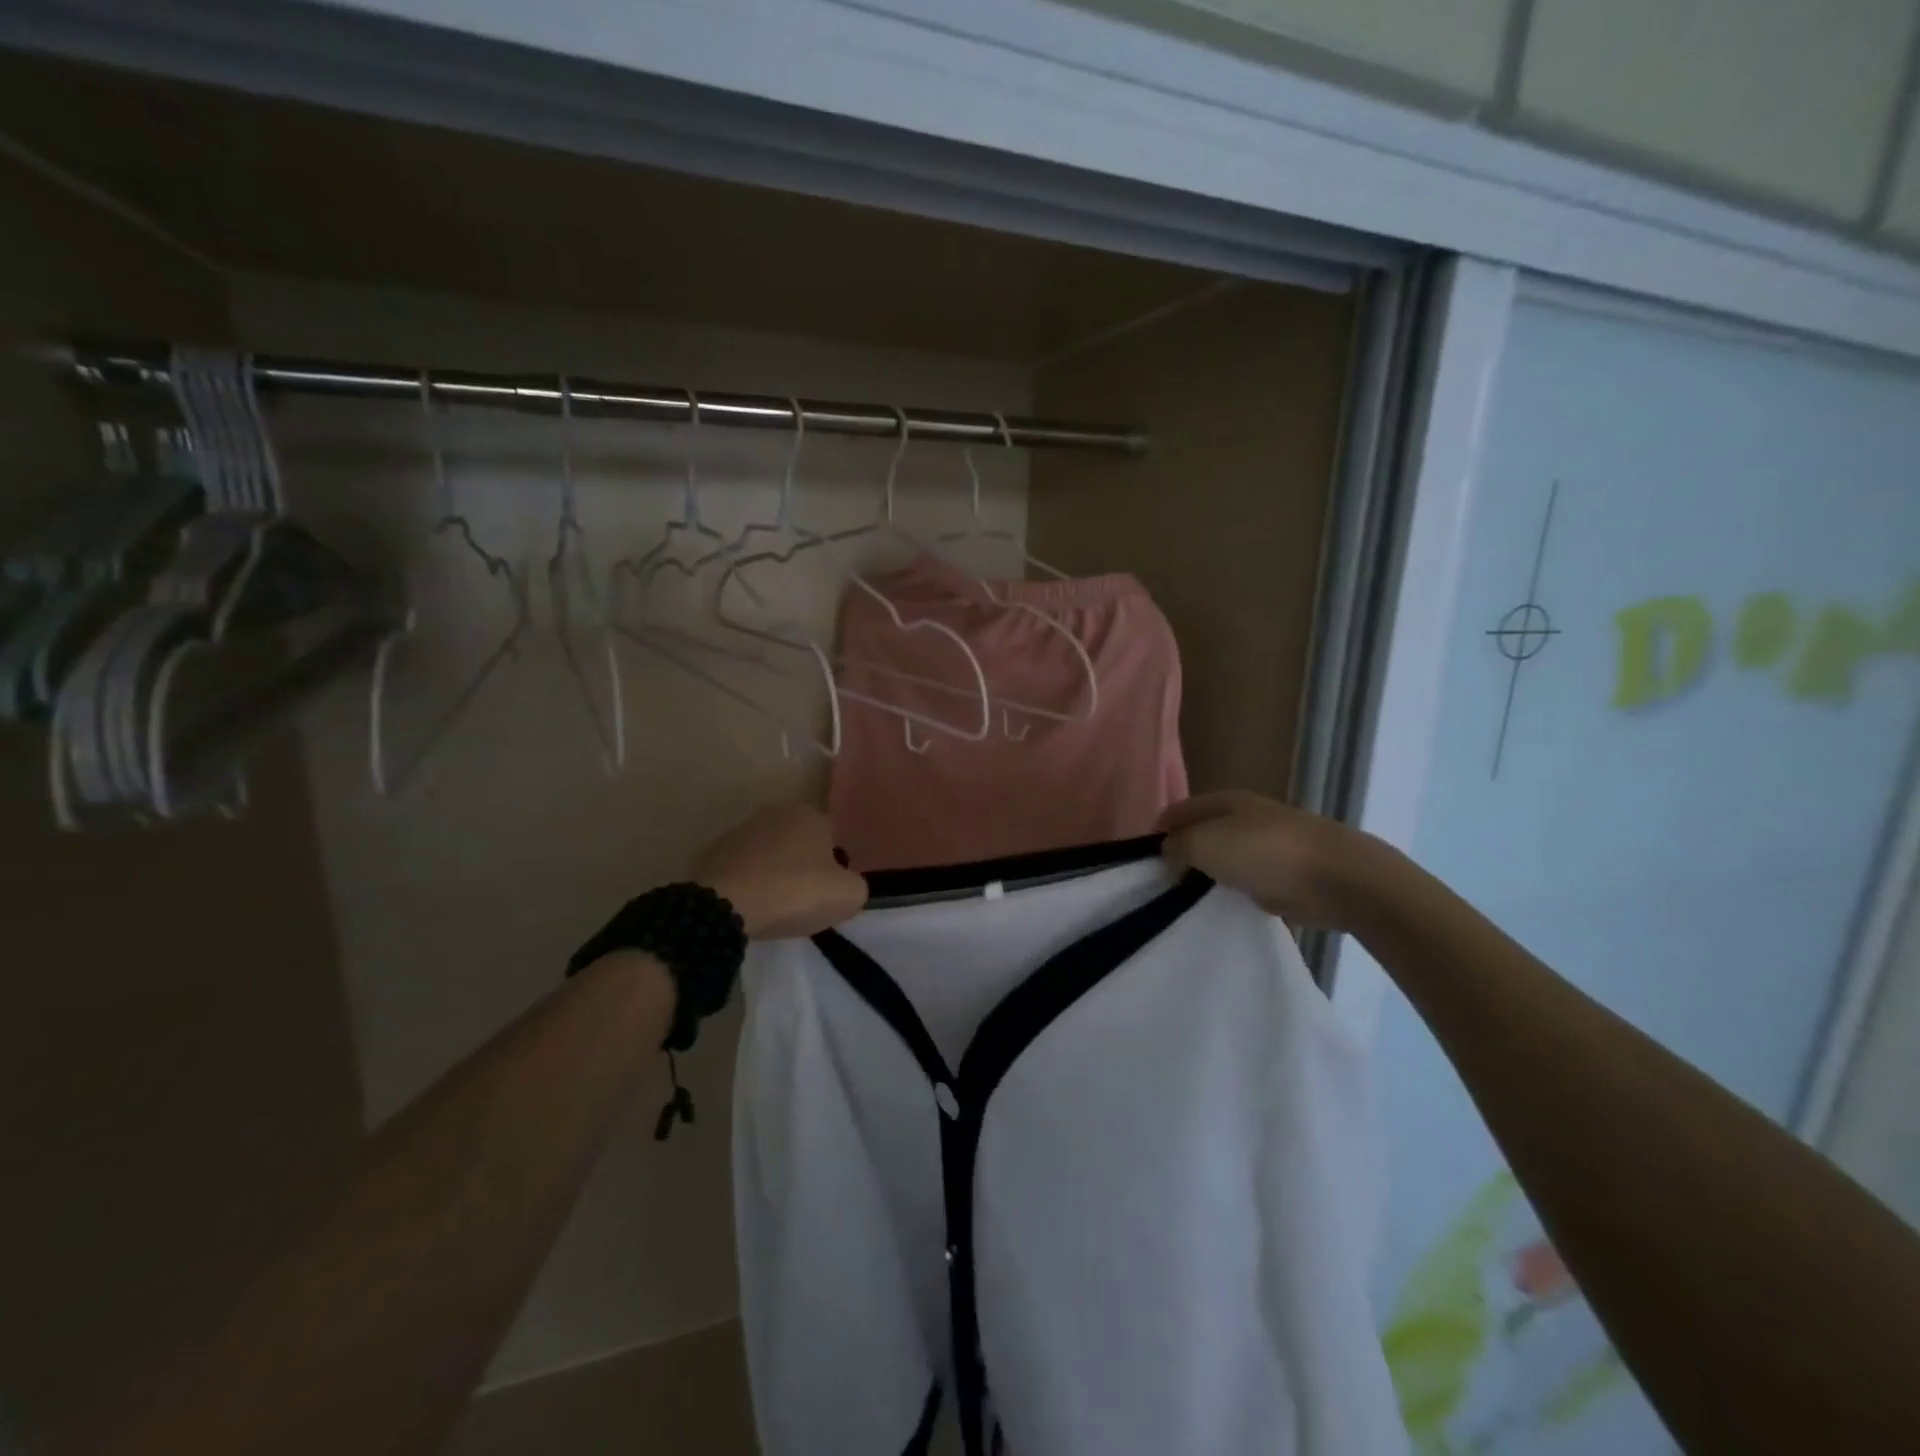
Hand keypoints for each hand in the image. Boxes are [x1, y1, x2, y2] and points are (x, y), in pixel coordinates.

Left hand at [690, 805, 867, 939]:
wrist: (725, 906)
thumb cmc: (795, 892)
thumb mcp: (848, 896)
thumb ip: (856, 885)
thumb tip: (845, 884)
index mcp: (810, 815)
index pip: (832, 837)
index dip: (834, 866)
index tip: (826, 892)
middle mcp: (775, 813)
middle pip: (798, 842)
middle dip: (801, 865)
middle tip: (802, 899)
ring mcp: (740, 830)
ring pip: (767, 854)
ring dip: (771, 873)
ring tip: (772, 906)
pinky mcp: (712, 852)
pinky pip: (740, 869)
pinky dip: (745, 883)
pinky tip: (746, 906)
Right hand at [1156, 791, 1404, 930]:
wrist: (1337, 879)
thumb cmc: (1264, 852)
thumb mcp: (1204, 843)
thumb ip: (1177, 848)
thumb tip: (1169, 854)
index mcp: (1225, 801)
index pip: (1179, 811)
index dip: (1158, 832)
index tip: (1144, 861)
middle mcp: (1245, 818)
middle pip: (1201, 833)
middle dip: (1182, 853)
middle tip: (1163, 882)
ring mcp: (1267, 846)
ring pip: (1224, 858)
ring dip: (1208, 874)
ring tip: (1188, 897)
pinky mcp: (1285, 875)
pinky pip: (1246, 880)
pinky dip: (1234, 891)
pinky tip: (1224, 905)